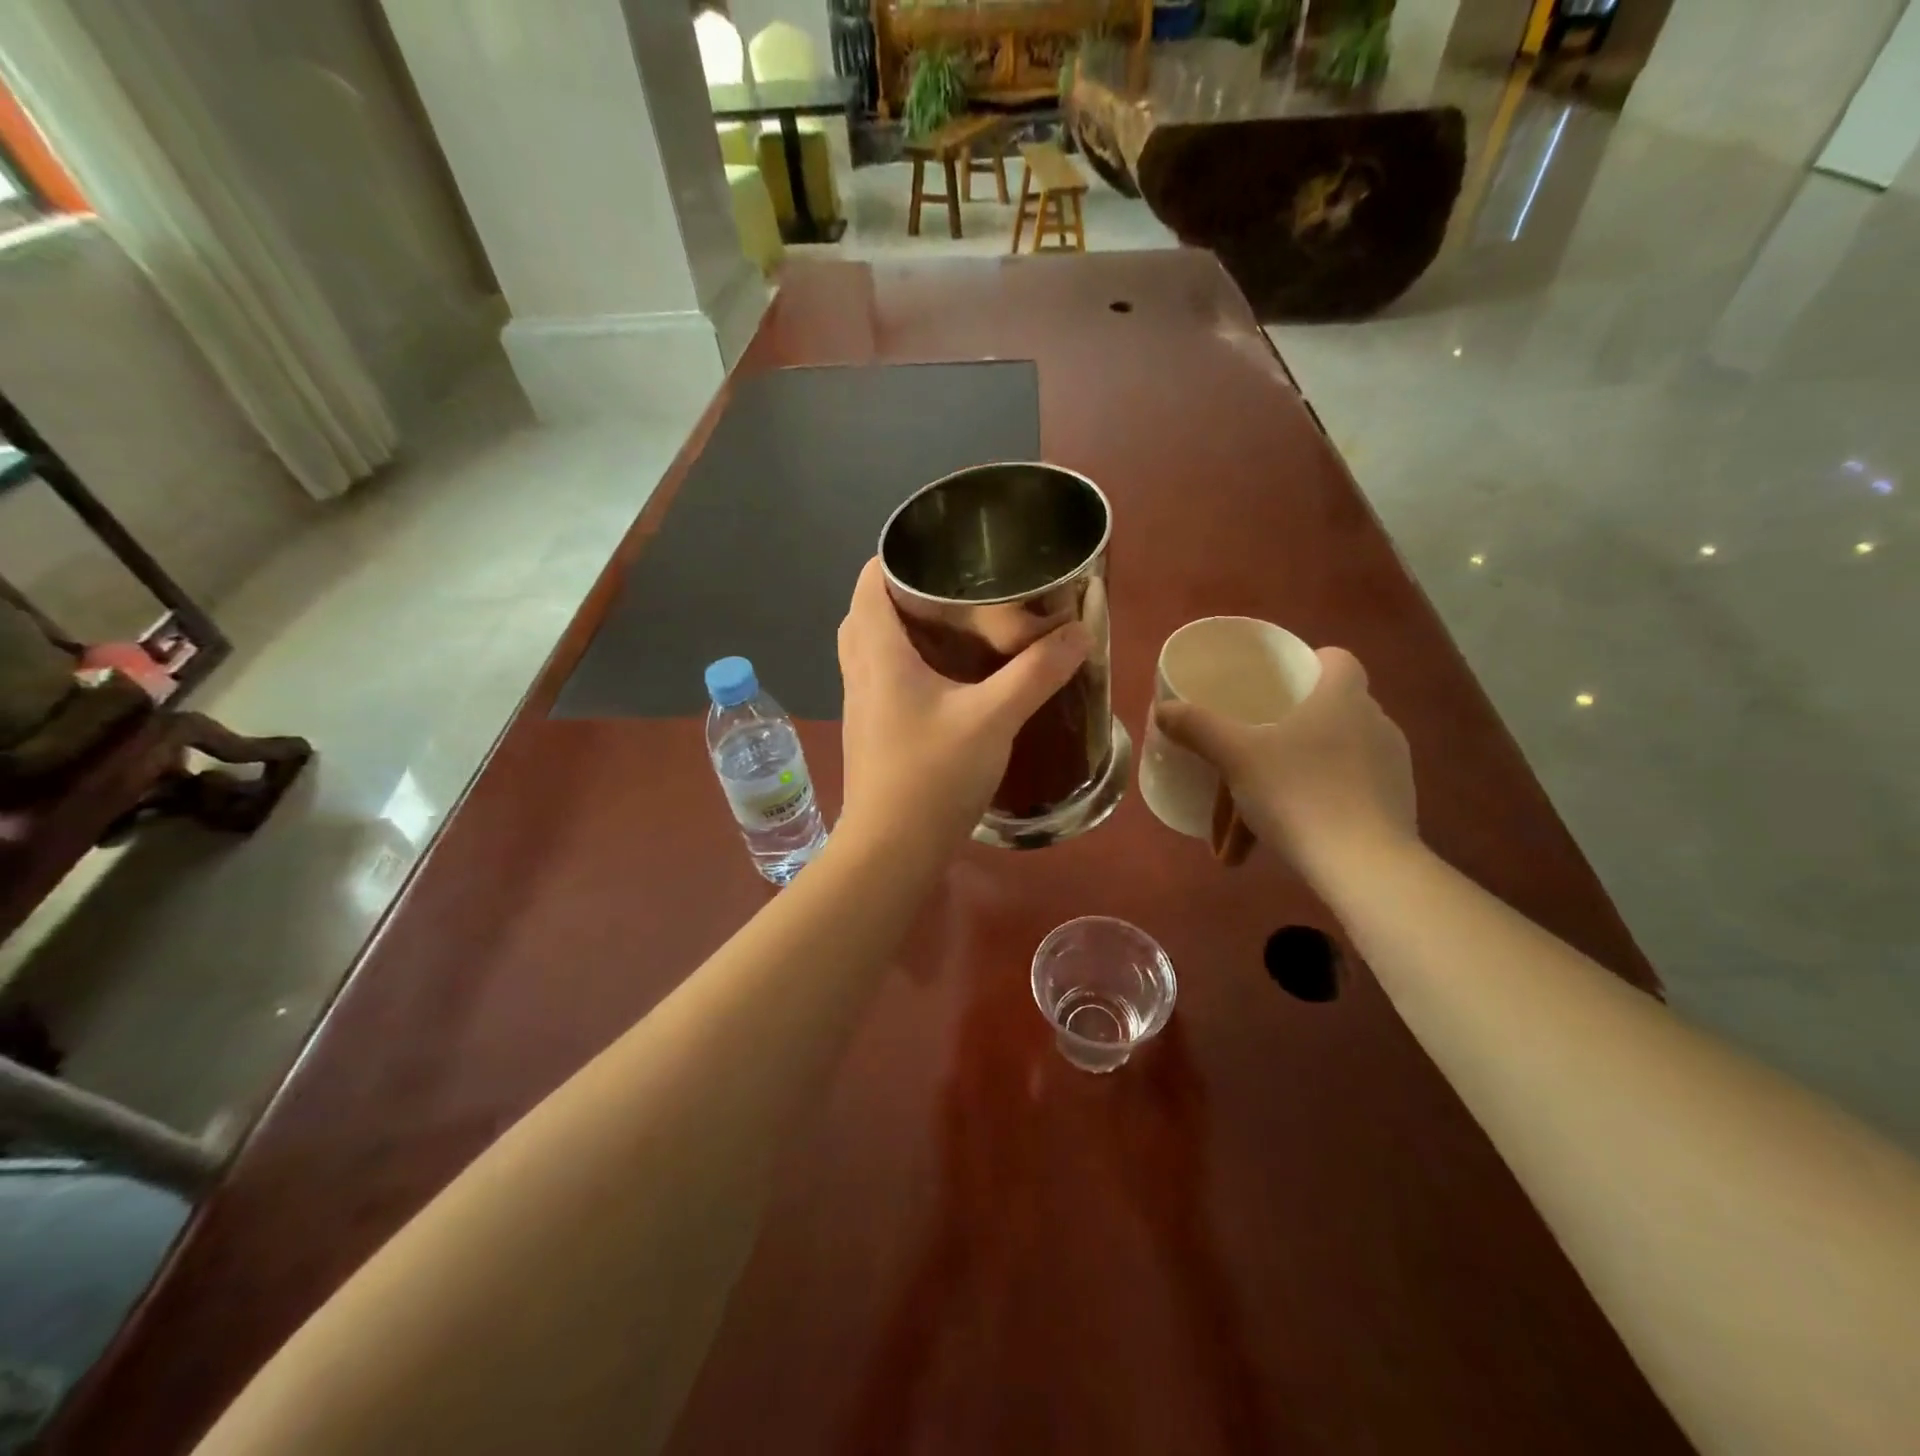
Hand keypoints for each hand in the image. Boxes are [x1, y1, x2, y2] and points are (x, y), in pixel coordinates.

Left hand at [837, 558, 1089, 856]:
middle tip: (953, 588)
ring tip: (952, 626)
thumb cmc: (932, 776)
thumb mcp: (993, 719)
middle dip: (903, 592)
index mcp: (878, 653)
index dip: (897, 557)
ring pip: (871, 648)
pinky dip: (904, 664)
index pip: (870, 581)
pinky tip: (945, 681)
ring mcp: (860, 705)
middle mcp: (860, 672)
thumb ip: (1037, 673)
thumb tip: (1079, 633)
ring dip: (901, 629)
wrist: (890, 851)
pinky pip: (880, 679)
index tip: (941, 551)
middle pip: (868, 612)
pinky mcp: (870, 733)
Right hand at [1155, 647, 1415, 881]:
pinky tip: (1280, 834)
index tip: (1277, 685)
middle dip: (1287, 730)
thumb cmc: (1299, 793)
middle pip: (1327, 711)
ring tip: (1251, 813)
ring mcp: (1390, 766)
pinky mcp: (1394, 805)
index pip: (1338, 659)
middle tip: (1250, 749)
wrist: (1364, 866)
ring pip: (1329, 758)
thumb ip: (1198, 728)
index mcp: (1343, 697)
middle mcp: (1375, 723)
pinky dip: (1313, 805)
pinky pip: (1345, 792)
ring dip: (1292, 776)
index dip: (1309, 665)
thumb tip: (1163, 709)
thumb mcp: (1236, 757)